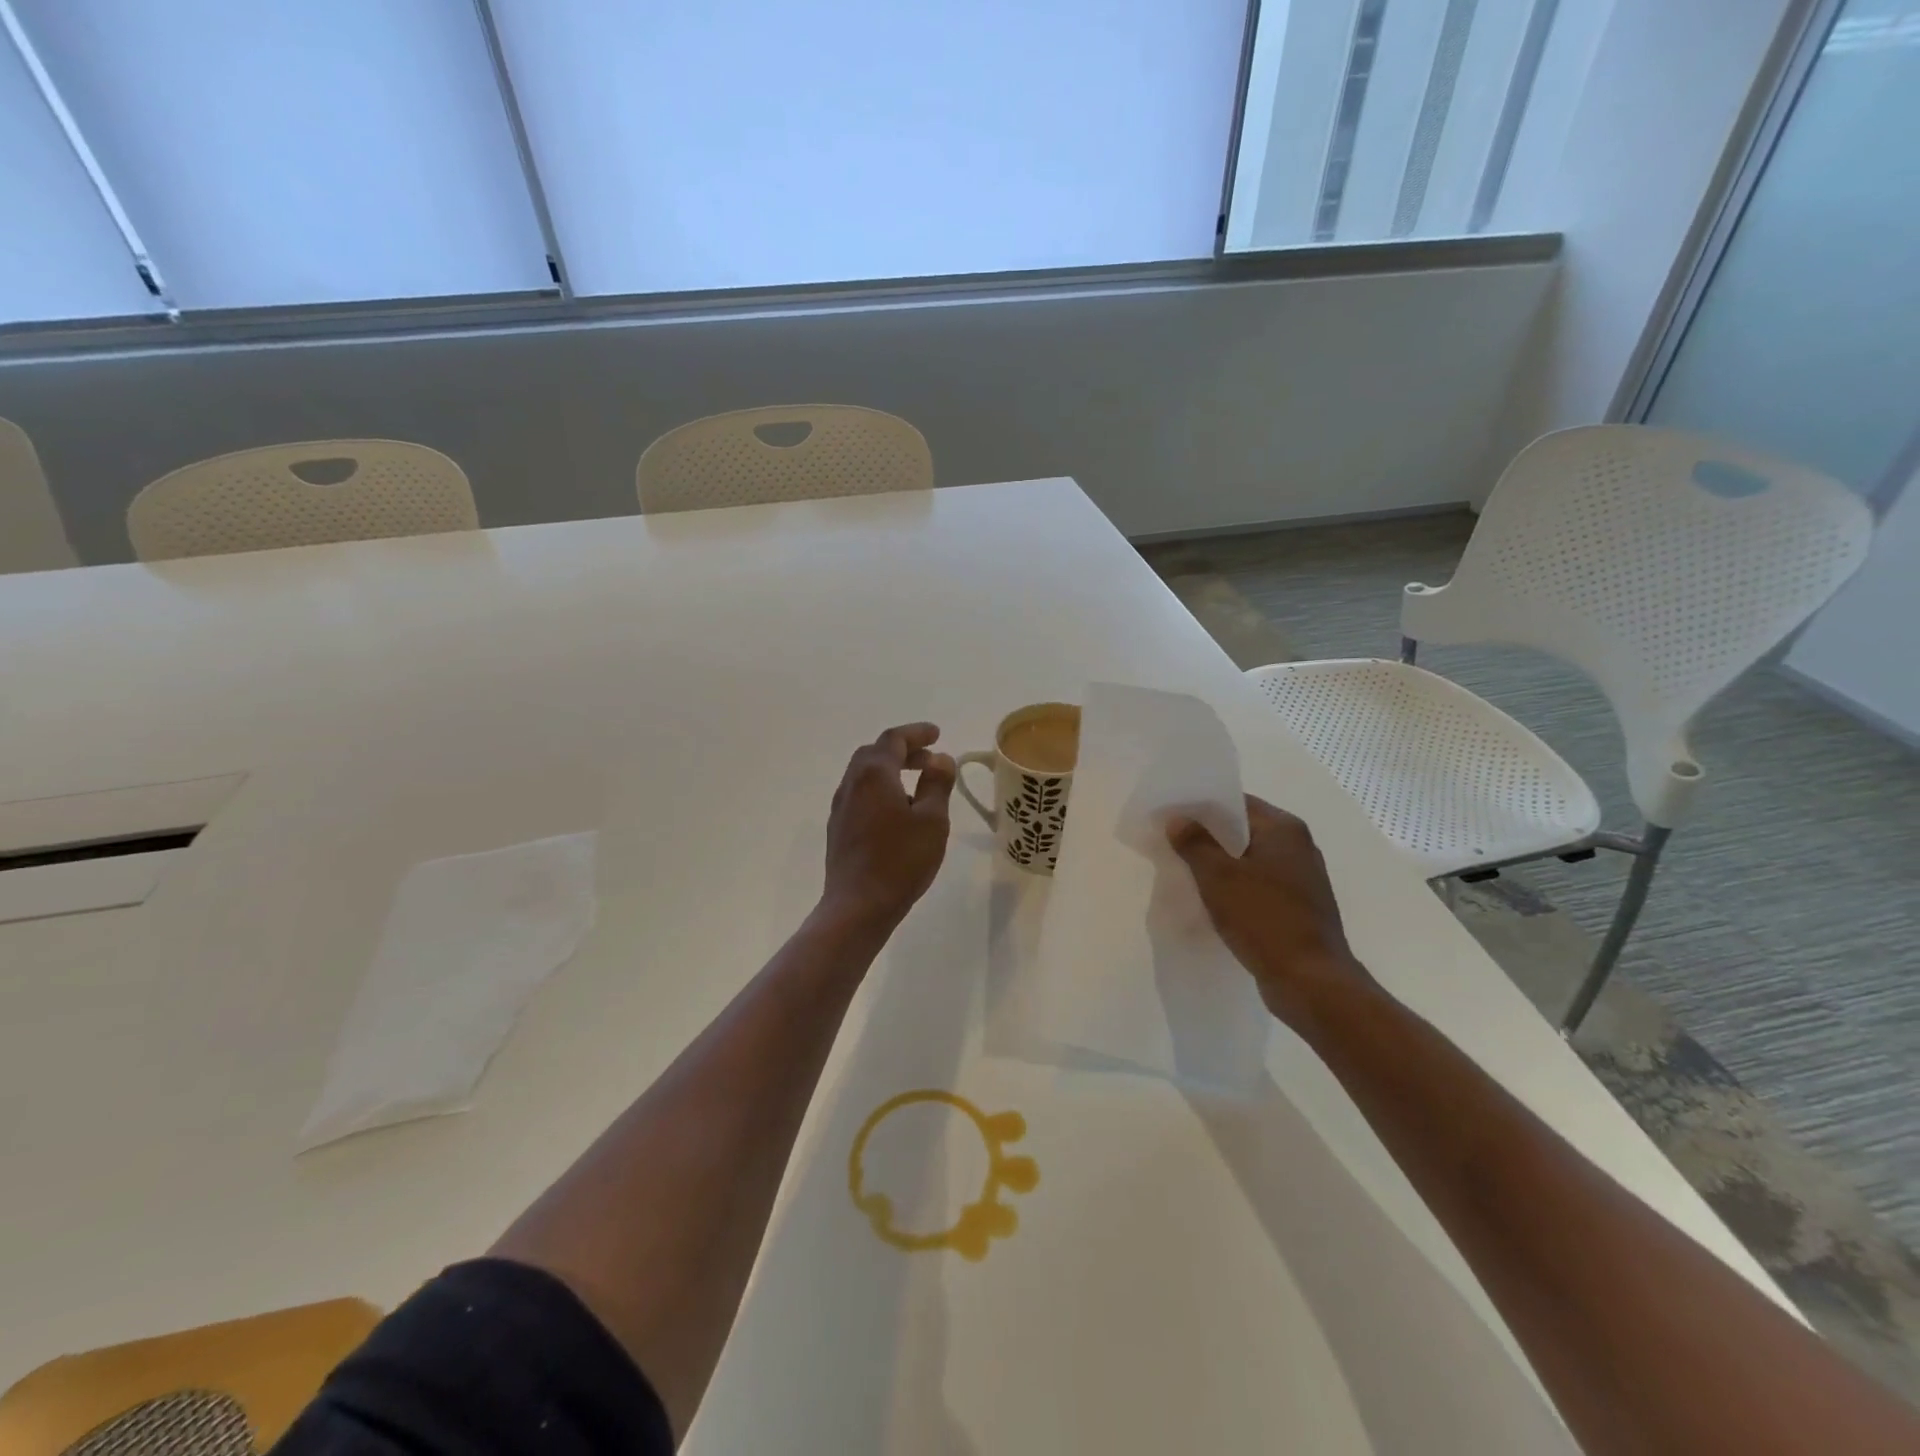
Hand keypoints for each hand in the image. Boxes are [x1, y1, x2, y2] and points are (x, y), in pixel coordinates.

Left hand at [821, 723, 956, 932]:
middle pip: (874, 753)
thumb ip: (937, 784)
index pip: (894, 740)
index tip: (937, 734)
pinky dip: (880, 789)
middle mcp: (852, 784)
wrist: (857, 906)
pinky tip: (897, 812)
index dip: (916, 734)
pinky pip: (860, 795)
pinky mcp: (838, 829)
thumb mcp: (932, 820)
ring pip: (864, 775)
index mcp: (874, 774)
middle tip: (929, 759)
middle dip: (903, 750)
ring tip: (917, 785)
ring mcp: (840, 807)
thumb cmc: (900, 860)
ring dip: (890, 770)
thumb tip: (940, 759)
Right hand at [1168, 795, 1371, 1028]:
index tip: (1171, 815)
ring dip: (1221, 863)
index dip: (1202, 806)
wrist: (1311, 981)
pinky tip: (1212, 899)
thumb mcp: (1219, 878)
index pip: (1237, 802)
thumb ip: (1195, 843)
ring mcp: (1302, 878)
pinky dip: (1236, 886)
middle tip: (1171, 841)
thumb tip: (1177, 819)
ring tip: (1186, 870)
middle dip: (1209, 836)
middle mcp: (1299, 846)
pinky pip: (1259, 884)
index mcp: (1284, 829)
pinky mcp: (1299, 907)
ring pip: (1251, 859)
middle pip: (1244, 830)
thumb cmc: (1264, 919)